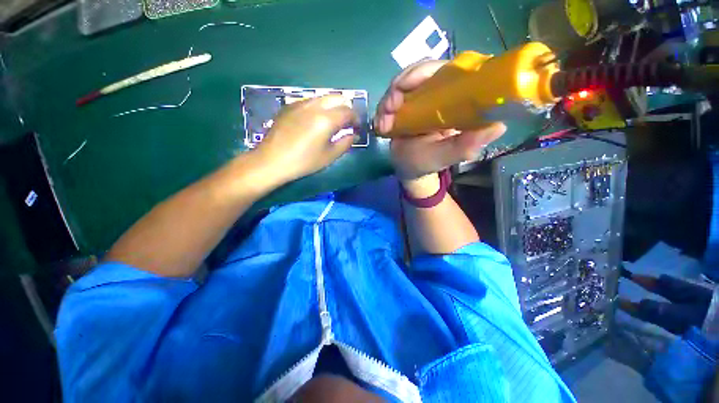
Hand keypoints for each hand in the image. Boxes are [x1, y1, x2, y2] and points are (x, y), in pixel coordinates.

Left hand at [252, 95, 356, 185]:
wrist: (272, 161)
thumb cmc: (304, 162)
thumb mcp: (329, 156)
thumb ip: (346, 143)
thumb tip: (354, 134)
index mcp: (326, 119)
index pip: (348, 111)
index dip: (356, 119)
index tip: (357, 128)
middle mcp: (314, 105)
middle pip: (337, 97)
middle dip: (346, 108)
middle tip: (346, 124)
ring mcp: (300, 103)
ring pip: (323, 97)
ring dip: (332, 107)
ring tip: (331, 122)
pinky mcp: (289, 106)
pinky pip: (310, 101)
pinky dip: (319, 107)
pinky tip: (314, 122)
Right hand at [374, 60, 506, 180]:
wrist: (407, 167)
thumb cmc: (427, 163)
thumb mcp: (445, 157)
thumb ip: (465, 146)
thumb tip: (497, 126)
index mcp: (460, 101)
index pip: (451, 70)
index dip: (427, 71)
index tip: (406, 85)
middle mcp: (444, 91)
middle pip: (425, 70)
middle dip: (402, 84)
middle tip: (389, 108)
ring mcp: (424, 95)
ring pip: (407, 80)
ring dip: (390, 98)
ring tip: (382, 123)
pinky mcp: (409, 101)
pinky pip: (395, 93)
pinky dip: (385, 106)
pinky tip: (381, 123)